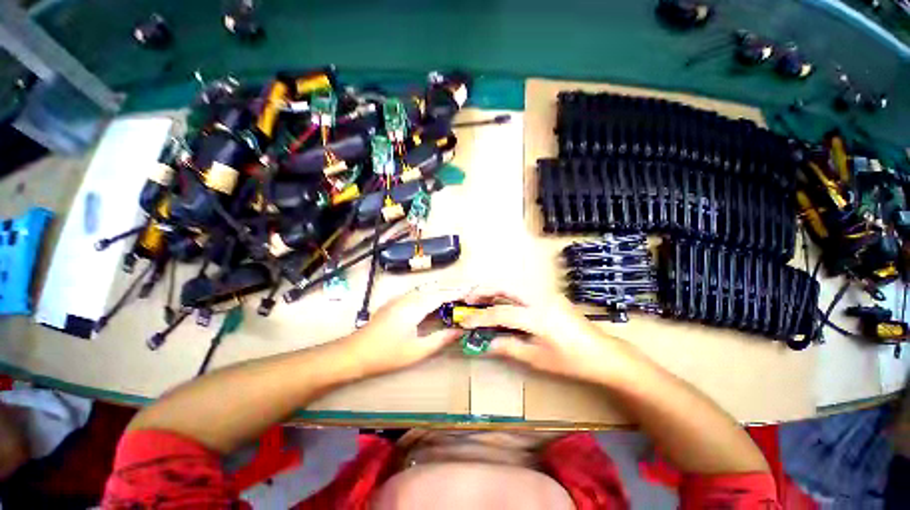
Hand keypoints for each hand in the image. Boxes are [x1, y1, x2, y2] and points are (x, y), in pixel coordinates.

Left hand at [340, 283, 469, 376]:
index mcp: (415, 307)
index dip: (457, 292)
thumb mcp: (417, 351)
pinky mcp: (395, 302)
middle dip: (451, 288)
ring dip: (441, 289)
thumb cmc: (387, 354)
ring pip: (425, 289)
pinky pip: (418, 292)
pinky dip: (431, 292)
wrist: (354, 352)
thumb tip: (459, 331)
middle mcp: (408, 297)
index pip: (441, 295)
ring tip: (455, 293)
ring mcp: (400, 298)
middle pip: (434, 288)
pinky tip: (434, 299)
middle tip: (467, 291)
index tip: (472, 291)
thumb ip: (440, 339)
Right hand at [460, 289, 641, 385]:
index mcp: (538, 317)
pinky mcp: (549, 294)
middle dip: (483, 290)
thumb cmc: (572, 361)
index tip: (464, 322)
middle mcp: (541, 298)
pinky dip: (506, 291)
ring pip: (513, 283)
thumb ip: (509, 347)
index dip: (480, 317)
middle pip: (505, 286)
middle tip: (468, 300)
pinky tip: (500, 300)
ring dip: (494, 288)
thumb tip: (485, 344)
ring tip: (479, 298)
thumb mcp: (538, 359)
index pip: (500, 312)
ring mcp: (546, 293)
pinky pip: (522, 288)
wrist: (603, 353)